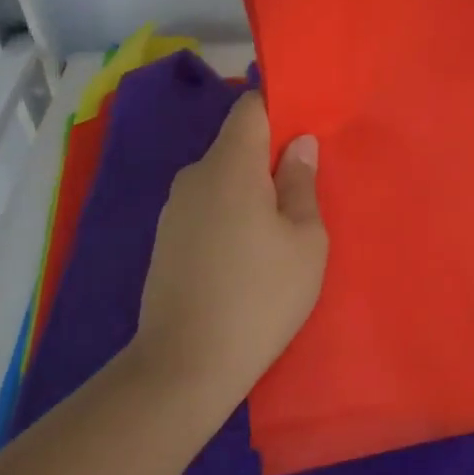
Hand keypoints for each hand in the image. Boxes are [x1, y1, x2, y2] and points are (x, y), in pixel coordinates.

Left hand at [130, 93, 326, 412]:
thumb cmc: (259, 296)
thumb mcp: (305, 241)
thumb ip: (302, 183)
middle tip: (306, 186)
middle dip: (270, 156)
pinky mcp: (166, 240)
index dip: (280, 108)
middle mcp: (195, 176)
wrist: (183, 367)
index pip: (250, 108)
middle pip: (237, 144)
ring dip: (251, 189)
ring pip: (222, 178)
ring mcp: (174, 209)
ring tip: (281, 227)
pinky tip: (248, 253)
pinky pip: (207, 206)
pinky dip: (231, 214)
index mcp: (229, 165)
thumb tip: (299, 144)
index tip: (307, 128)